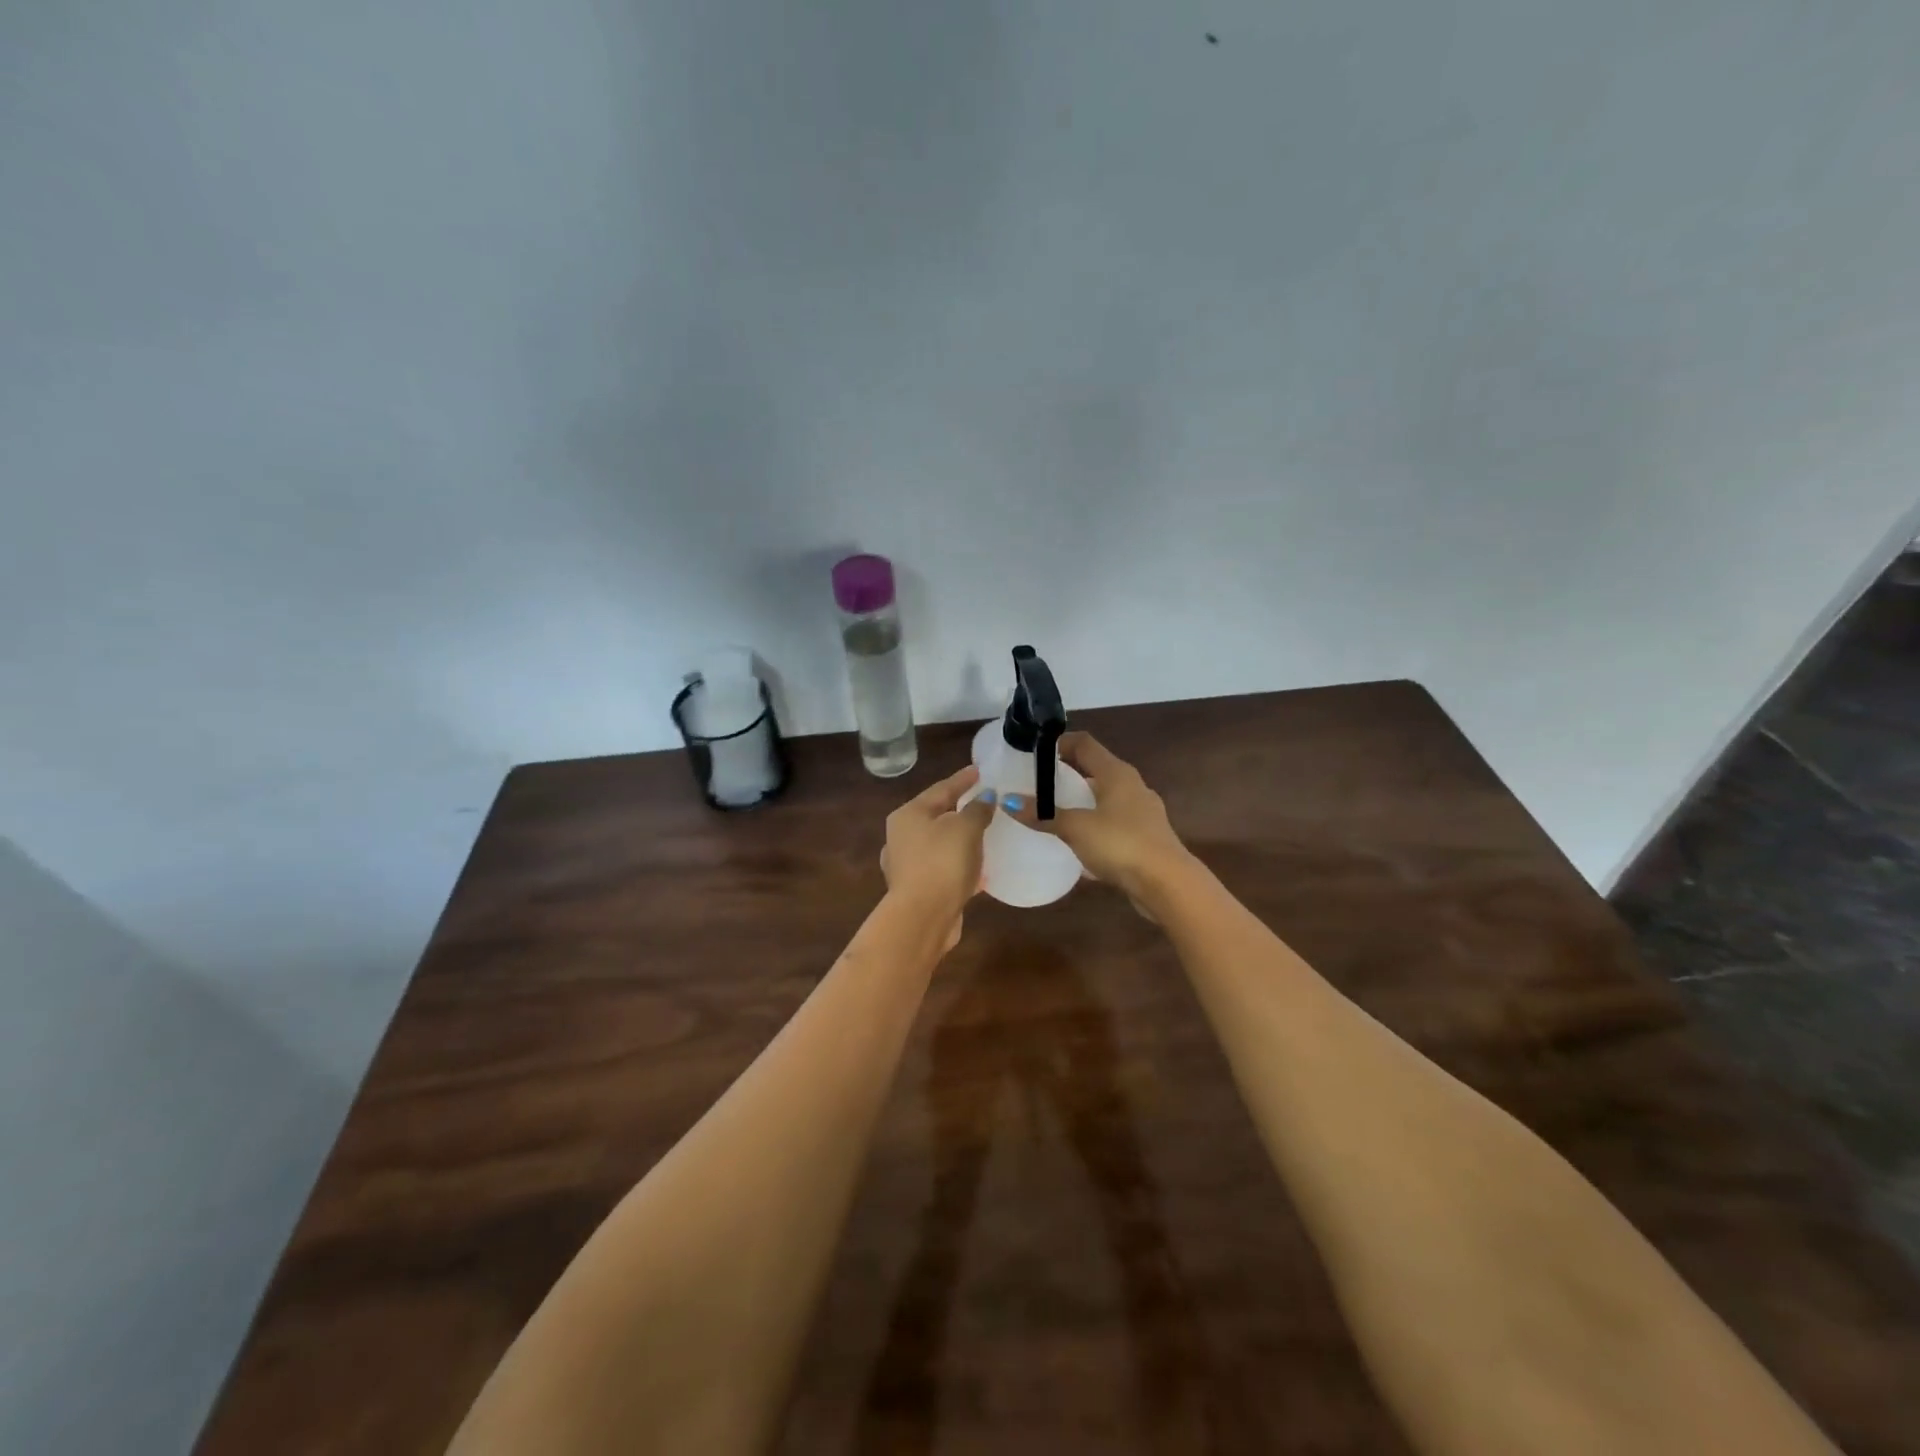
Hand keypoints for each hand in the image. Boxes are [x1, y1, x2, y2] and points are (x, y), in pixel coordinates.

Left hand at [880, 764, 994, 949]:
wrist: (923, 917)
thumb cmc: (942, 862)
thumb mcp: (965, 828)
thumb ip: (977, 809)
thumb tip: (985, 798)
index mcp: (908, 815)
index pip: (940, 789)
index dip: (963, 779)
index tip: (980, 770)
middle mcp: (901, 837)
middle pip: (936, 816)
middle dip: (960, 810)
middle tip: (983, 802)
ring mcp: (906, 865)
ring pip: (939, 844)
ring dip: (960, 840)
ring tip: (984, 835)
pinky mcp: (918, 890)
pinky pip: (944, 868)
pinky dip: (960, 865)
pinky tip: (979, 870)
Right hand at [1009, 732, 1189, 897]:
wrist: (1167, 884)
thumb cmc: (1120, 844)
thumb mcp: (1076, 827)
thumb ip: (1043, 814)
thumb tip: (1008, 802)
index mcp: (1116, 773)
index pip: (1084, 744)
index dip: (1059, 743)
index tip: (1032, 753)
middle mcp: (1132, 786)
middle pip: (1094, 769)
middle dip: (1066, 774)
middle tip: (1036, 783)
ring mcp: (1141, 812)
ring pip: (1104, 797)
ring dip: (1081, 801)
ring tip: (1052, 811)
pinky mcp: (1145, 837)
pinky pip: (1112, 823)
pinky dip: (1093, 825)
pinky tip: (1077, 843)